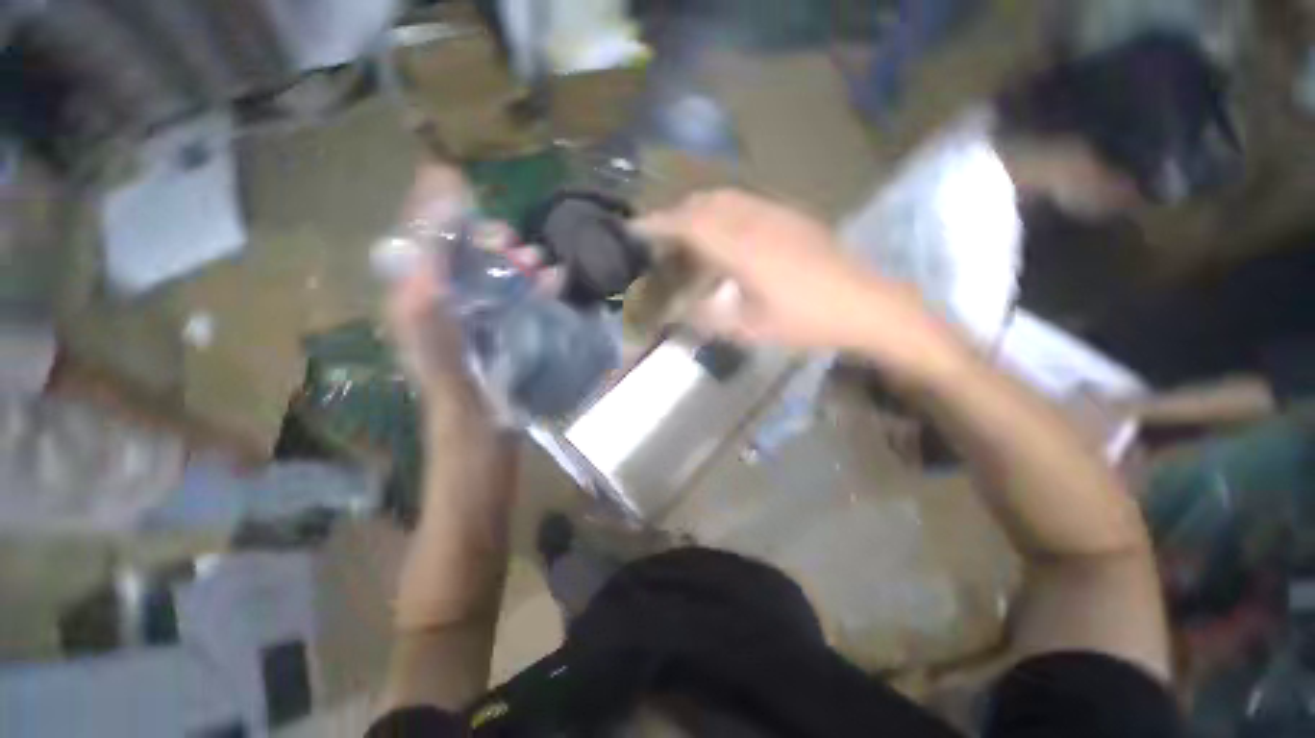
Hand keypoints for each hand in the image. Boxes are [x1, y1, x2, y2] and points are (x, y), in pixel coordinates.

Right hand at [634, 190, 965, 376]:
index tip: (634, 228)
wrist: (865, 304)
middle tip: (660, 236)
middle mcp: (755, 222)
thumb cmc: (806, 321)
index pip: (689, 225)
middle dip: (675, 214)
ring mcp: (777, 214)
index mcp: (742, 249)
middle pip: (705, 204)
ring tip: (687, 233)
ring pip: (726, 198)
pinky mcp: (793, 216)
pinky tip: (726, 232)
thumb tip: (680, 312)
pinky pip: (747, 202)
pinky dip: (723, 211)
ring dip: (699, 210)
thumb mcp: (751, 329)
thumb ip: (710, 318)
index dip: (658, 224)